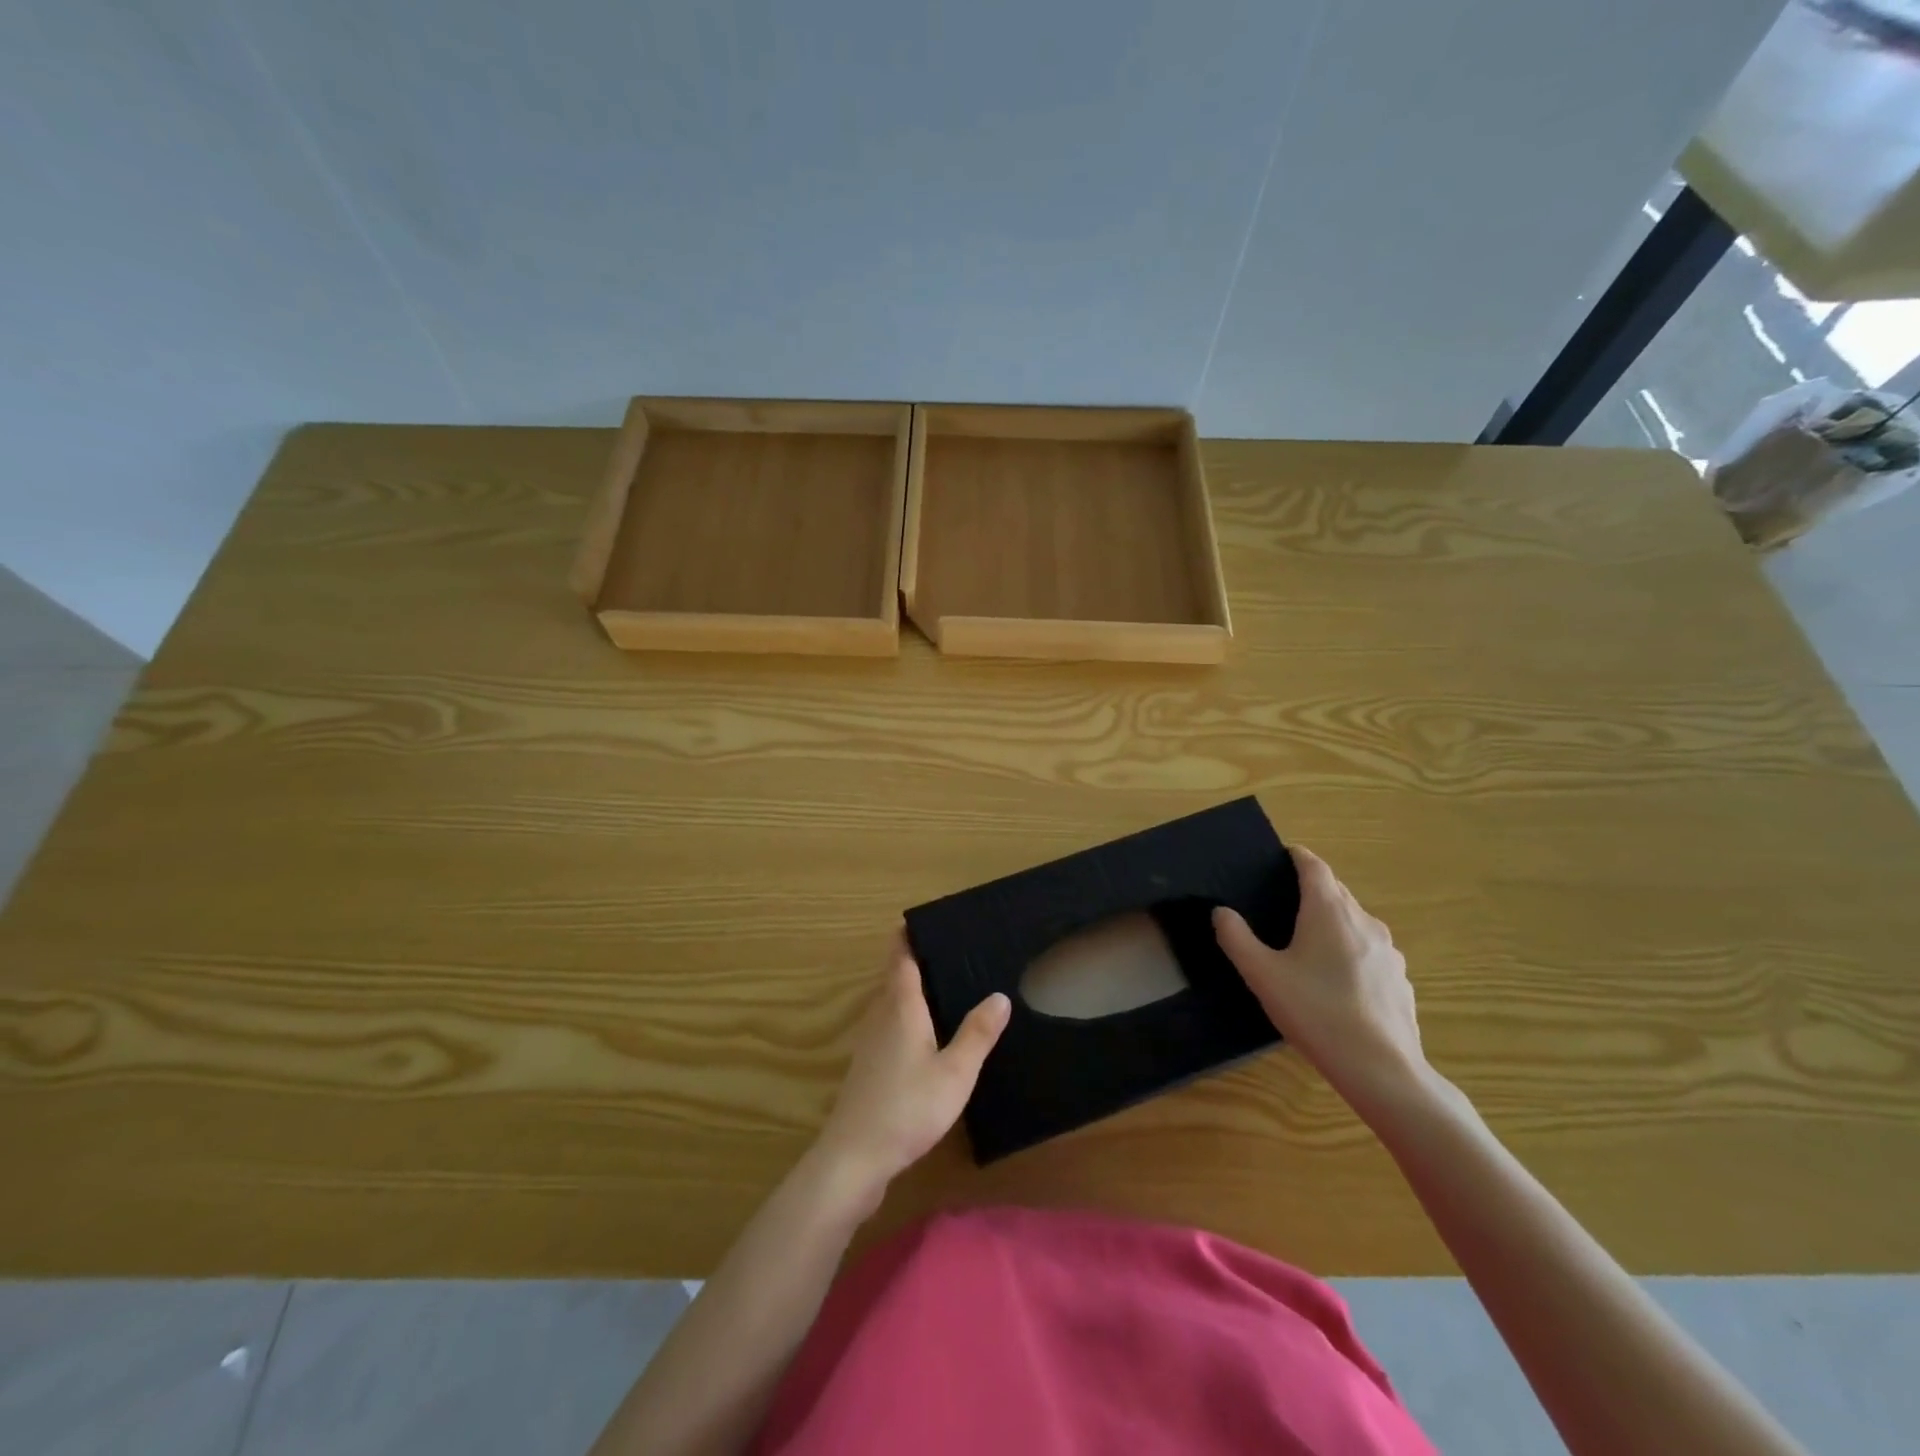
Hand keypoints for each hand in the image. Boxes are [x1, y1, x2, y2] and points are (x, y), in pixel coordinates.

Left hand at [813, 931, 1009, 1202]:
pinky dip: (904, 1016)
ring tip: (940, 984)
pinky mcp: (867, 1068)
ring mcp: (870, 1043)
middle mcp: (881, 1017)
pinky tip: (923, 1035)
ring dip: (907, 989)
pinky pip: (887, 1026)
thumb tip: (1000, 995)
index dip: (908, 937)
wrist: (854, 1158)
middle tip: (944, 949)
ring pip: (889, 1003)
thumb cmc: (908, 1108)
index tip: (922, 920)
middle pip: (893, 978)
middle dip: (912, 960)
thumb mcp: (955, 1072)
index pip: (901, 959)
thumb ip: (977, 1034)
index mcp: (901, 1008)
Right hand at [1213, 846, 1425, 1109]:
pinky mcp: (1400, 979)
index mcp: (1328, 911)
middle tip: (1281, 903)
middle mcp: (1363, 921)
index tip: (1279, 858)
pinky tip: (1337, 984)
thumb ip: (1236, 938)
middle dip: (1311, 890)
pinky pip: (1370, 952)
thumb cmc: (1316, 1012)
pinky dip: (1351, 952)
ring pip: (1355, 922)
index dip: (1296, 856)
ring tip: (1307, 946)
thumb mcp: (1262, 975)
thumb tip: (1221, 912)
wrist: (1382, 1070)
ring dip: (1332, 923)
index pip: (1314, 866)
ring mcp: (1388, 951)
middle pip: (1336, 891)